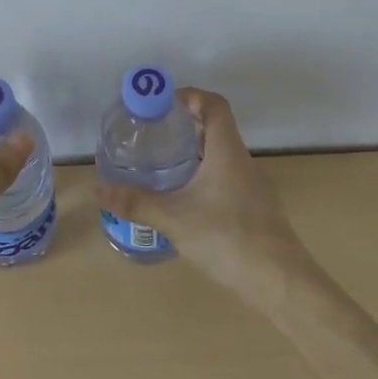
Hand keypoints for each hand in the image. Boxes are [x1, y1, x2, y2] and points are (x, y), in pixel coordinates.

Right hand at [95, 87, 312, 310]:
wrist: (280, 282)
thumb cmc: (228, 238)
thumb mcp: (174, 219)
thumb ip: (135, 202)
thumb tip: (97, 188)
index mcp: (227, 151)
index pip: (214, 105)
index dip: (190, 96)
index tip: (162, 103)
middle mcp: (242, 162)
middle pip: (216, 128)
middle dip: (185, 125)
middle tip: (153, 133)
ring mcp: (252, 186)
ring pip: (221, 155)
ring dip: (195, 152)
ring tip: (162, 163)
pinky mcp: (254, 209)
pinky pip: (226, 178)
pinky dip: (204, 176)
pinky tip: (184, 199)